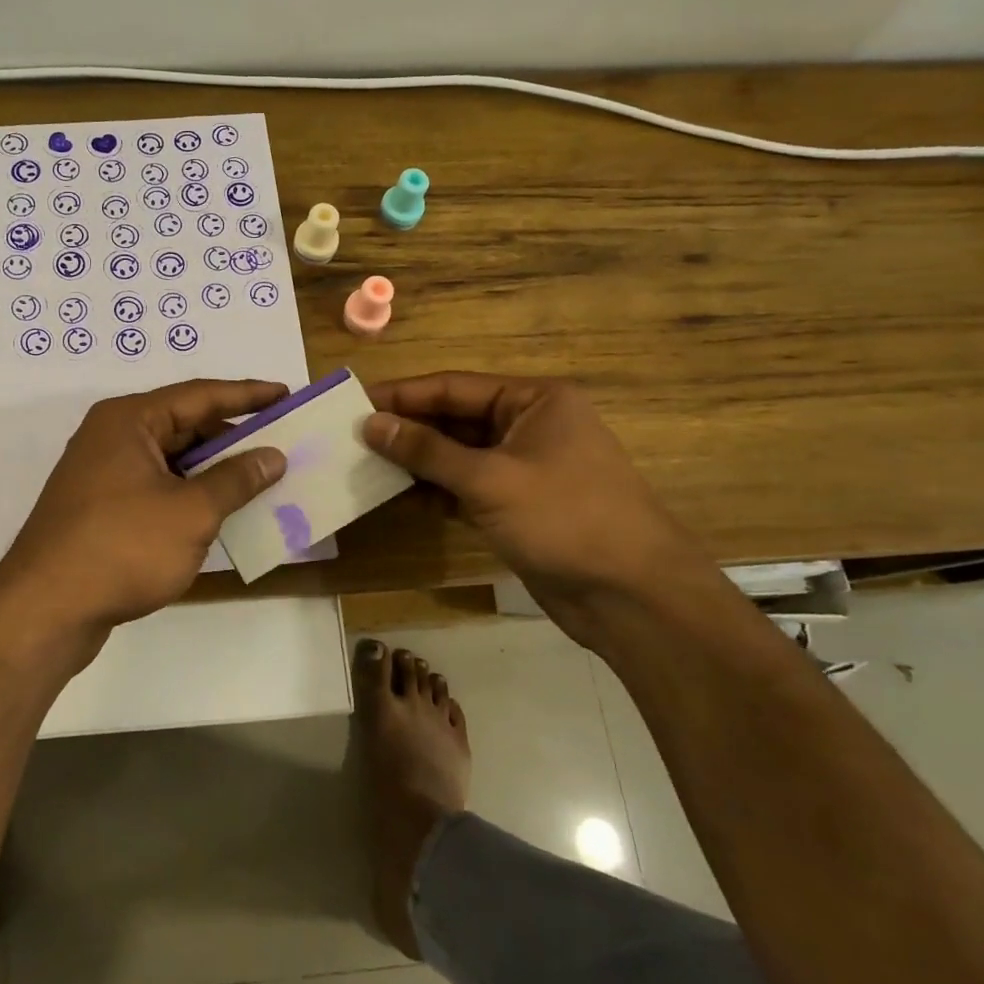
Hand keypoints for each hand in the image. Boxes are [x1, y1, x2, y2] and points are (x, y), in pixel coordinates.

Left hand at [0, 378, 288, 643]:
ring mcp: (103, 474)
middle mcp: (113, 437)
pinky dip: (189, 496)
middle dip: (232, 437)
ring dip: (213, 471)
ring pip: (171, 461)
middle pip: (184, 426)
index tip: (286, 395)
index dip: (248, 395)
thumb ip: (236, 479)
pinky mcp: (101, 509)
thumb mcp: (191, 512)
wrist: (46, 610)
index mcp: (130, 420)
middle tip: (280, 445)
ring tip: (260, 481)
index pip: (200, 395)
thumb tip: (272, 456)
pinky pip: (157, 488)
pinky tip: (220, 514)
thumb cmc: (123, 547)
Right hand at [363, 372, 700, 631]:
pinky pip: (465, 487)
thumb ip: (427, 450)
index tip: (355, 402)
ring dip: (416, 462)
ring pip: (457, 455)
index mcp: (534, 401)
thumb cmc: (565, 518)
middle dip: (407, 429)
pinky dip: (434, 491)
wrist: (632, 597)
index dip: (403, 395)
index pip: (454, 387)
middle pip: (454, 419)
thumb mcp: (489, 479)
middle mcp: (529, 426)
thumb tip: (371, 424)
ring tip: (364, 465)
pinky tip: (398, 497)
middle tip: (351, 437)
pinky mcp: (517, 505)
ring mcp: (523, 468)